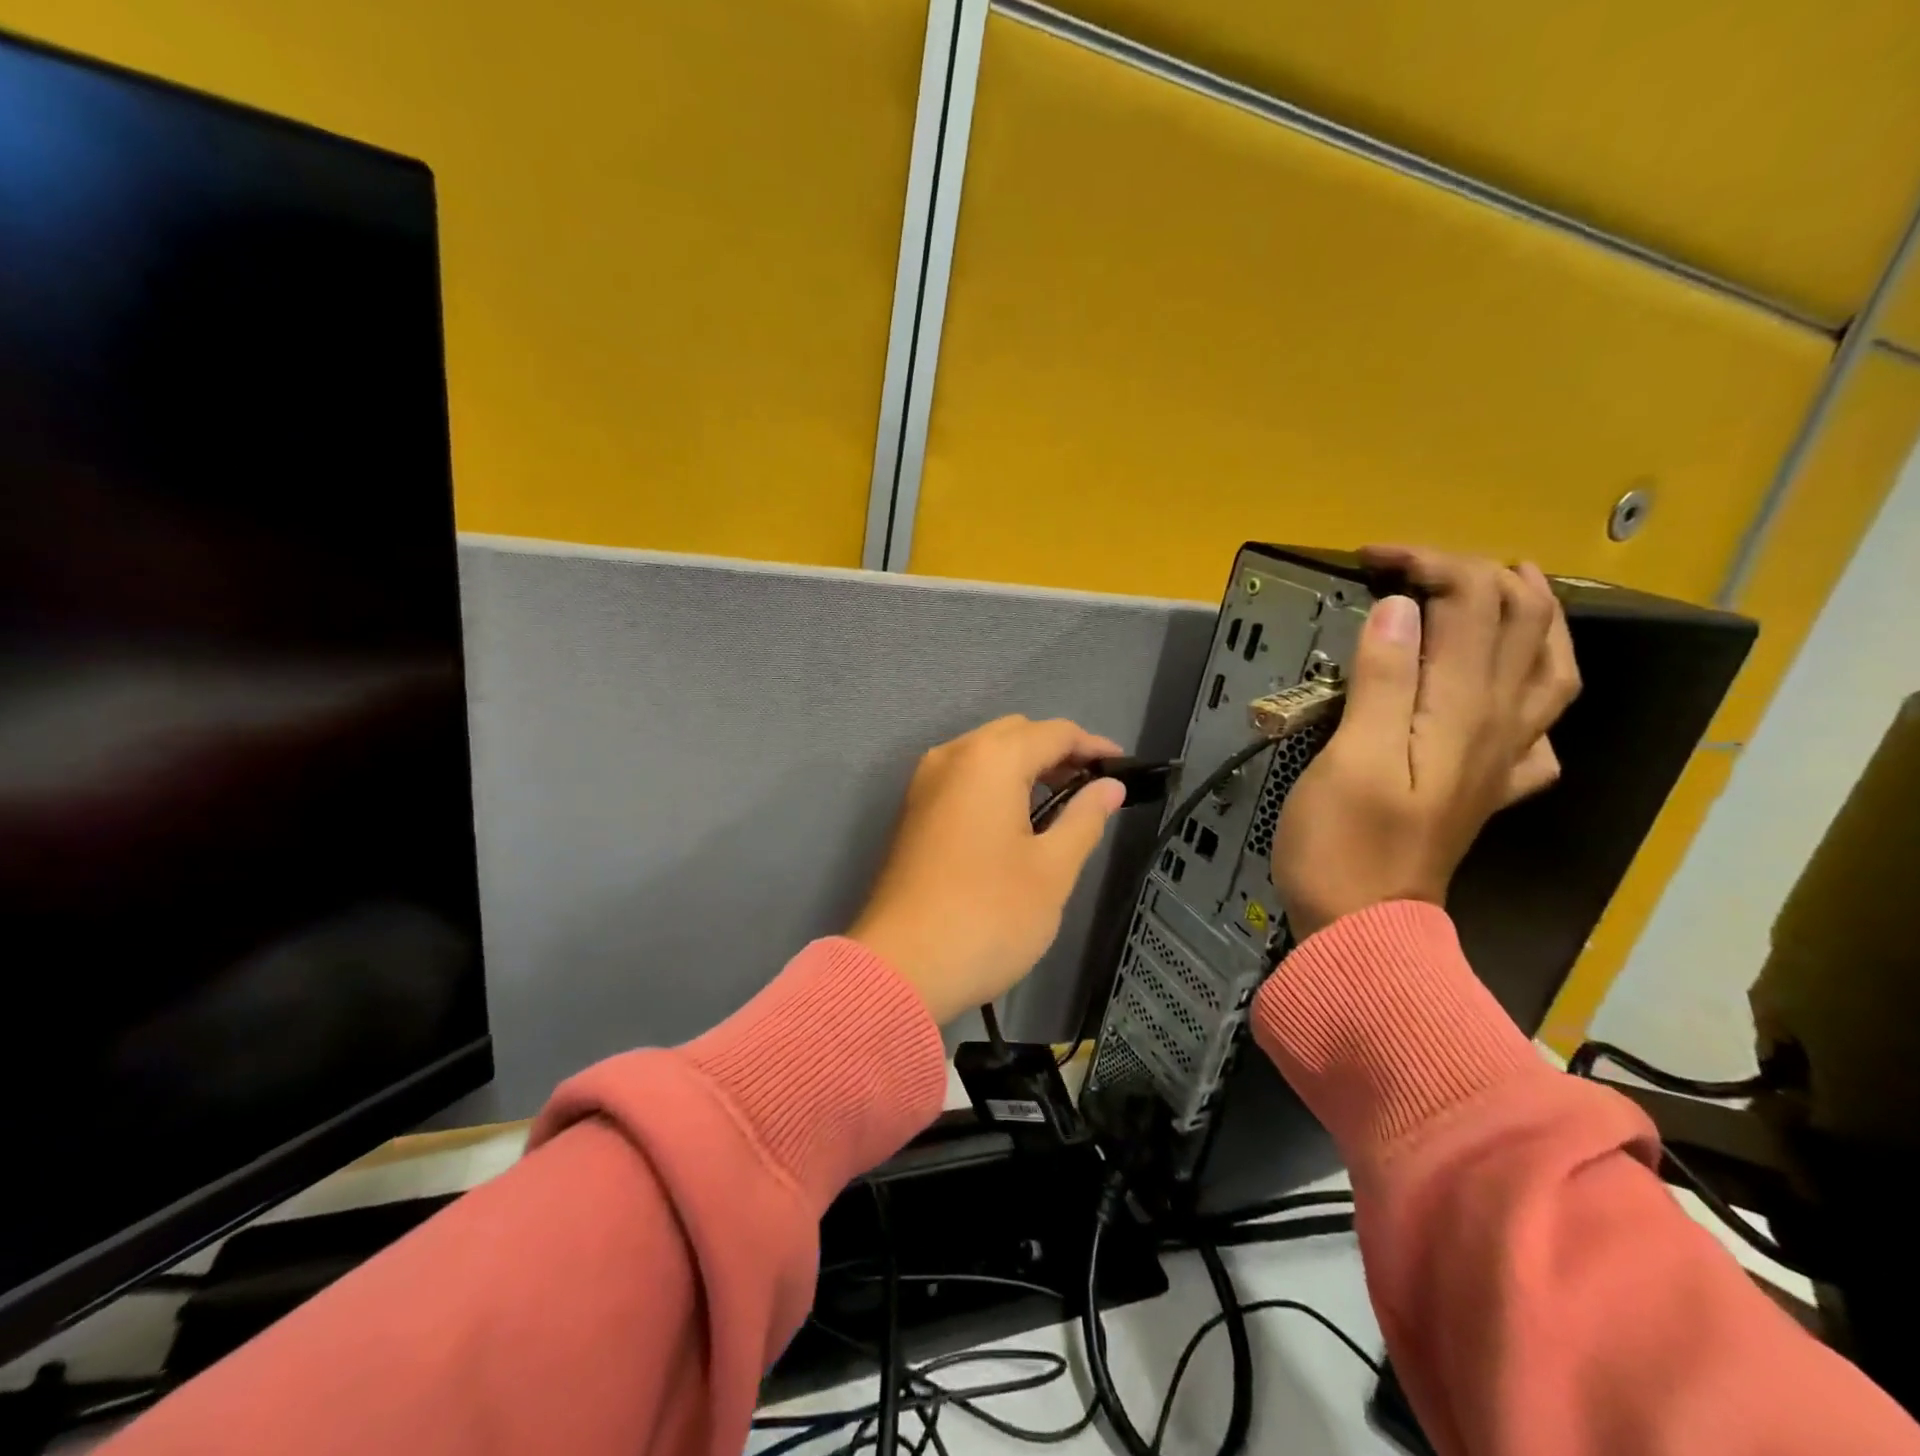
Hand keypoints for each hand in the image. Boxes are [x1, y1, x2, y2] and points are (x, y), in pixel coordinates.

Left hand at [851, 716, 1127, 1024]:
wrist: (901, 967)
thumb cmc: (987, 916)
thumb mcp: (1052, 870)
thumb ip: (1084, 818)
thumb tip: (1109, 788)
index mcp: (989, 759)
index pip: (1053, 732)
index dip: (1093, 747)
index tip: (1123, 770)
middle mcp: (952, 757)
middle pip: (1015, 734)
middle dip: (1057, 753)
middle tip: (1093, 789)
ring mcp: (925, 784)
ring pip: (985, 755)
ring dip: (1025, 768)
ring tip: (1061, 805)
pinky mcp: (913, 812)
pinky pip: (963, 779)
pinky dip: (995, 785)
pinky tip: (1017, 820)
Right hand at [1271, 546, 1580, 940]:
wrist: (1364, 927)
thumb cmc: (1343, 843)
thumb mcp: (1350, 757)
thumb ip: (1381, 680)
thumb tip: (1398, 608)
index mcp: (1461, 710)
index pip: (1470, 604)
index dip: (1427, 564)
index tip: (1368, 560)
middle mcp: (1499, 725)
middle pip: (1520, 623)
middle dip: (1474, 573)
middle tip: (1416, 566)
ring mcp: (1502, 759)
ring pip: (1550, 670)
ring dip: (1534, 616)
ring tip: (1509, 588)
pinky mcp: (1487, 788)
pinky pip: (1539, 731)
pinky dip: (1535, 693)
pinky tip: (1510, 693)